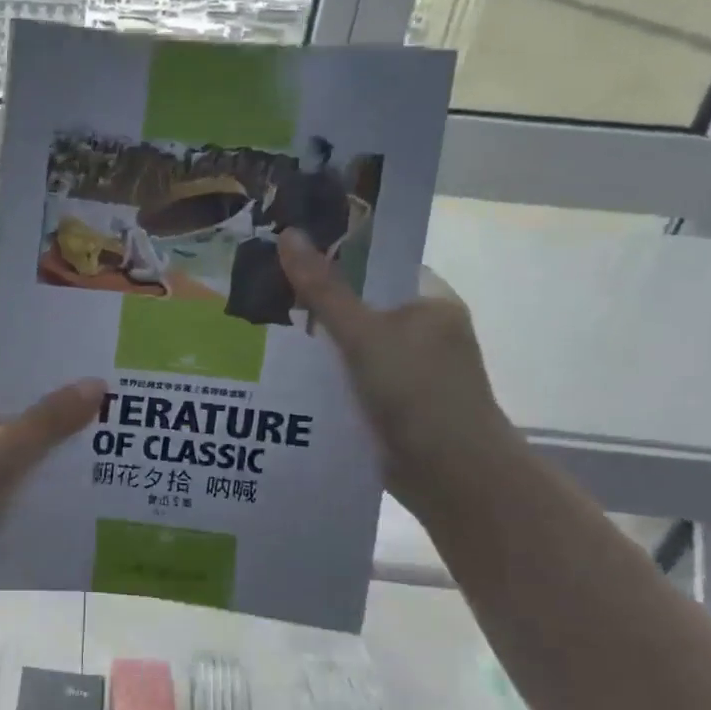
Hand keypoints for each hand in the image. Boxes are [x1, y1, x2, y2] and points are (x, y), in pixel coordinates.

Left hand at [0, 342, 104, 589]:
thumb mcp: (4, 449)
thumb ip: (50, 419)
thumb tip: (95, 384)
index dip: (2, 352)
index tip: (43, 364)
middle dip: (24, 399)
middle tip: (70, 403)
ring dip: (18, 439)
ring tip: (66, 442)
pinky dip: (3, 472)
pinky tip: (37, 484)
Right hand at [277, 229, 515, 511]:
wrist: (452, 475)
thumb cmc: (417, 391)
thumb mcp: (364, 334)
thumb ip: (324, 290)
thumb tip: (288, 234)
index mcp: (428, 302)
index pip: (375, 266)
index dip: (331, 257)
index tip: (284, 256)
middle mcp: (420, 332)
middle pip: (357, 307)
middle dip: (312, 305)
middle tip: (259, 293)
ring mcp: (405, 371)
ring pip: (349, 347)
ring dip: (313, 345)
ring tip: (257, 330)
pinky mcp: (390, 405)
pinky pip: (347, 380)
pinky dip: (320, 378)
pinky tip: (280, 374)